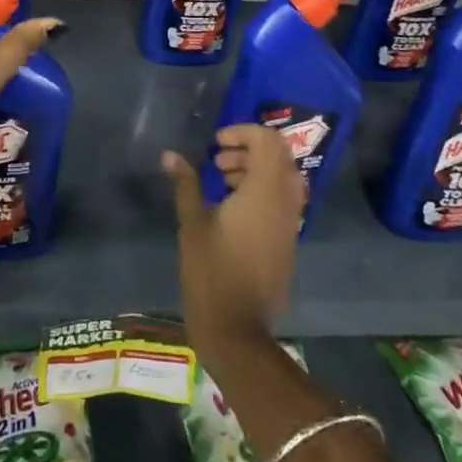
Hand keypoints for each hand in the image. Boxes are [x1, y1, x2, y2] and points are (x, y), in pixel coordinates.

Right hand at [163, 124, 305, 342]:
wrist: (237, 329)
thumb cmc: (211, 272)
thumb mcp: (192, 224)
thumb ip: (186, 184)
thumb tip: (171, 155)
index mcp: (264, 193)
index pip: (269, 142)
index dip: (244, 132)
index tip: (217, 142)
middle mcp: (284, 203)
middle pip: (279, 156)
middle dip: (249, 149)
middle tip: (218, 160)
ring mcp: (290, 224)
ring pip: (282, 179)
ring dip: (255, 169)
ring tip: (222, 181)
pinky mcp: (288, 242)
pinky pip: (282, 201)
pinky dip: (262, 191)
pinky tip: (232, 207)